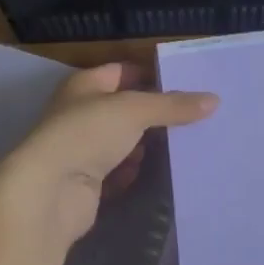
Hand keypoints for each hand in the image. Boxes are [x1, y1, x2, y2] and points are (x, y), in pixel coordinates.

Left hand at [0, 62, 217, 247]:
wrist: (48, 193)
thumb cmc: (88, 133)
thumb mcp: (135, 110)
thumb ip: (173, 105)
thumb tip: (214, 100)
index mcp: (85, 85)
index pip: (123, 71)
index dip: (152, 75)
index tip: (186, 84)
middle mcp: (80, 113)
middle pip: (124, 108)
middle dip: (153, 114)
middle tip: (192, 116)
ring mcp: (81, 150)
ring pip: (121, 141)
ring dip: (143, 144)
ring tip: (179, 143)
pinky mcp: (85, 184)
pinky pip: (115, 172)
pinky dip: (132, 171)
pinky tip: (154, 170)